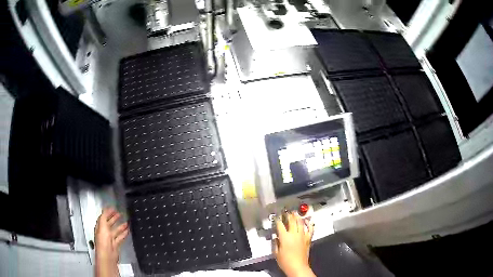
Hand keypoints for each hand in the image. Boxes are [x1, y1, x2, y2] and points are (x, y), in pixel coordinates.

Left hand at [95, 207, 128, 276]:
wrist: (108, 255)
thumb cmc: (103, 241)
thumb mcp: (102, 225)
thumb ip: (104, 216)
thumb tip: (106, 209)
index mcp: (100, 227)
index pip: (103, 217)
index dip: (108, 212)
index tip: (113, 208)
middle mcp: (104, 232)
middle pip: (109, 223)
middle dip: (114, 218)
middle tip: (120, 213)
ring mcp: (110, 239)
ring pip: (116, 230)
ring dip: (121, 226)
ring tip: (127, 222)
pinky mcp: (116, 245)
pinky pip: (120, 237)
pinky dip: (124, 234)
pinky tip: (127, 231)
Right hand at [274, 212, 315, 276]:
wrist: (297, 267)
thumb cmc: (285, 261)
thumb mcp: (276, 253)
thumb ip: (275, 243)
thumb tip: (275, 237)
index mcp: (285, 237)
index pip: (280, 225)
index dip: (277, 219)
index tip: (276, 216)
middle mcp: (294, 234)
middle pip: (292, 221)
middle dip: (288, 215)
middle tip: (286, 211)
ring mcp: (302, 236)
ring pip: (301, 222)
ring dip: (297, 217)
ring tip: (295, 213)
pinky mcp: (308, 239)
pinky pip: (310, 229)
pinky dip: (309, 224)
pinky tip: (307, 220)